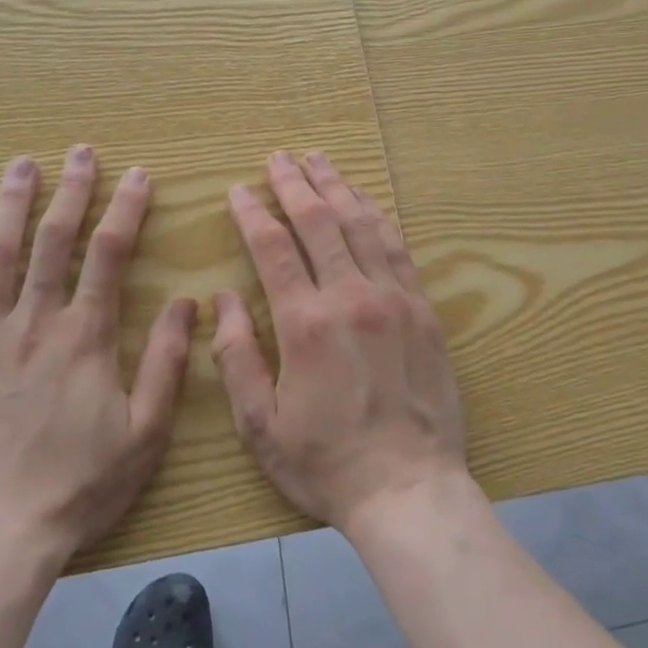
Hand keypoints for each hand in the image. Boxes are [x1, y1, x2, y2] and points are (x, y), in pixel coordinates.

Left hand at [0, 147, 194, 560]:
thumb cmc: (75, 488)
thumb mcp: (143, 433)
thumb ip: (166, 363)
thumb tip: (187, 303)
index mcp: (85, 337)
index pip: (110, 254)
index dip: (126, 209)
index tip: (138, 175)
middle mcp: (34, 323)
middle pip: (54, 240)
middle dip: (71, 190)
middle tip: (79, 151)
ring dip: (13, 204)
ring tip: (22, 164)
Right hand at [210, 150, 467, 532]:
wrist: (409, 490)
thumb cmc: (326, 463)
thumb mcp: (260, 424)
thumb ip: (237, 355)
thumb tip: (224, 297)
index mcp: (305, 323)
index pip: (273, 247)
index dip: (253, 212)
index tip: (239, 189)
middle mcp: (351, 297)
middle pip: (319, 221)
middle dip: (294, 183)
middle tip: (278, 157)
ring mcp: (394, 299)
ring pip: (361, 224)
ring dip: (337, 187)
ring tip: (319, 160)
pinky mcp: (423, 309)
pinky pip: (397, 248)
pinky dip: (378, 217)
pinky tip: (366, 201)